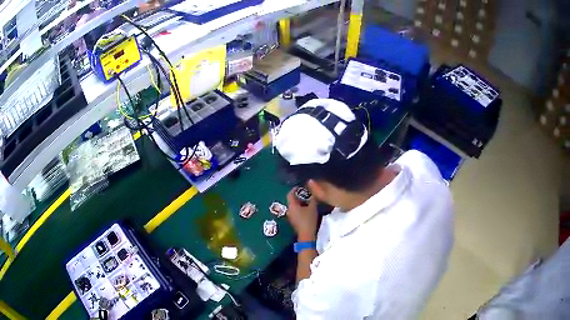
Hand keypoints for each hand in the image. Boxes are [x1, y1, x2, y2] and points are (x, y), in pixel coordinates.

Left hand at [286, 188, 318, 241]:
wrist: (307, 235)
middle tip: (306, 193)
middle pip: (292, 200)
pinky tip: (307, 209)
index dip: (294, 189)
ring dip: (299, 203)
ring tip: (308, 200)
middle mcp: (289, 210)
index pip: (290, 194)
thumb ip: (312, 198)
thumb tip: (313, 190)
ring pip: (294, 206)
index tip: (300, 186)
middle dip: (298, 196)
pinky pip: (295, 211)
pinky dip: (300, 208)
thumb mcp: (313, 207)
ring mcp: (291, 216)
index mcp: (291, 205)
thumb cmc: (309, 219)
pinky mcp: (293, 221)